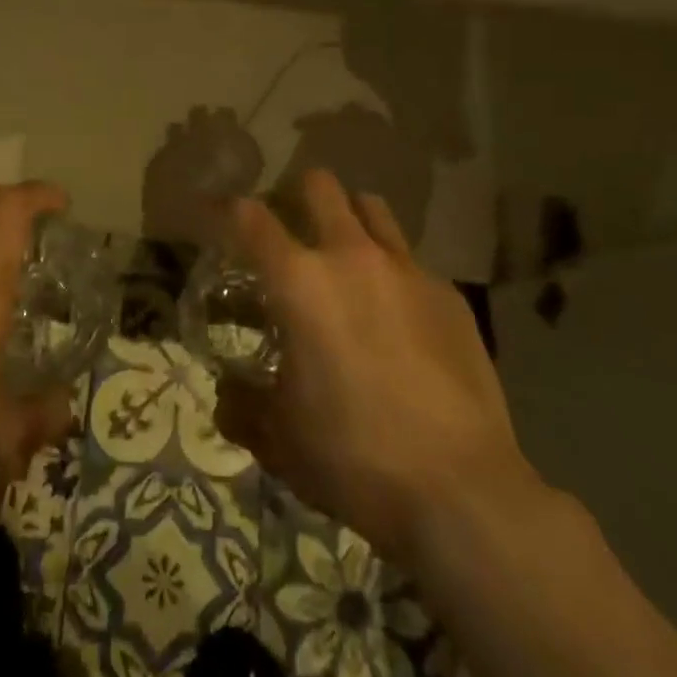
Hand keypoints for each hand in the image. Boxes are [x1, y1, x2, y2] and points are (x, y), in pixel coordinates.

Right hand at [215, 168, 536, 567]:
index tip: (215, 213)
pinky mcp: (450, 296)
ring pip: (372, 208)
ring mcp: (407, 270)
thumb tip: (226, 394)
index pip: (249, 218)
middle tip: (289, 228)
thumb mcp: (279, 439)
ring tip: (344, 256)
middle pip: (319, 186)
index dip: (225, 208)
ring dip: (349, 218)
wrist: (461, 490)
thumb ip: (242, 406)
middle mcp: (351, 257)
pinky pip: (411, 261)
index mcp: (299, 281)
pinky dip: (392, 271)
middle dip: (296, 195)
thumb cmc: (352, 455)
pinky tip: (397, 316)